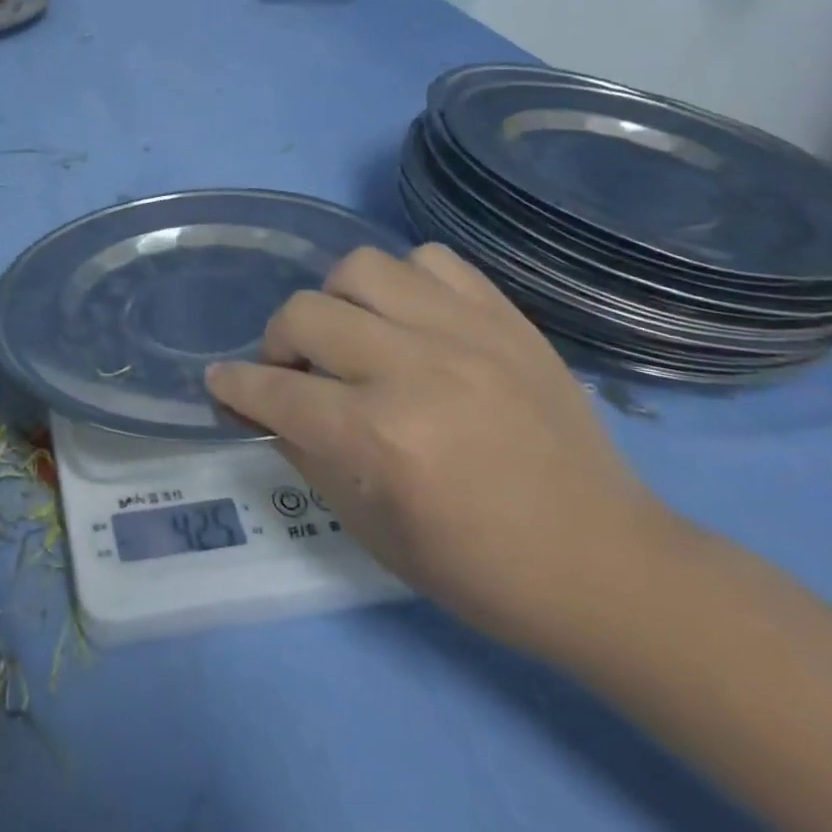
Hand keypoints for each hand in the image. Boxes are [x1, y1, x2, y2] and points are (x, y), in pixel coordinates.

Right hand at [206, 244, 687, 655]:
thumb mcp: (374, 532)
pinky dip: (405, 283)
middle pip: (306, 314)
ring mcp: (467, 334)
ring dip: (336, 301)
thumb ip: (309, 456)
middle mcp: (417, 370)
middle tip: (293, 372)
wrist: (612, 567)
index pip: (277, 392)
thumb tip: (265, 408)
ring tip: (351, 336)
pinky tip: (409, 319)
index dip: (236, 387)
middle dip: (278, 344)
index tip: (219, 382)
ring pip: (361, 267)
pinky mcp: (505, 319)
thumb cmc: (483, 570)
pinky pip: (432, 261)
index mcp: (383, 439)